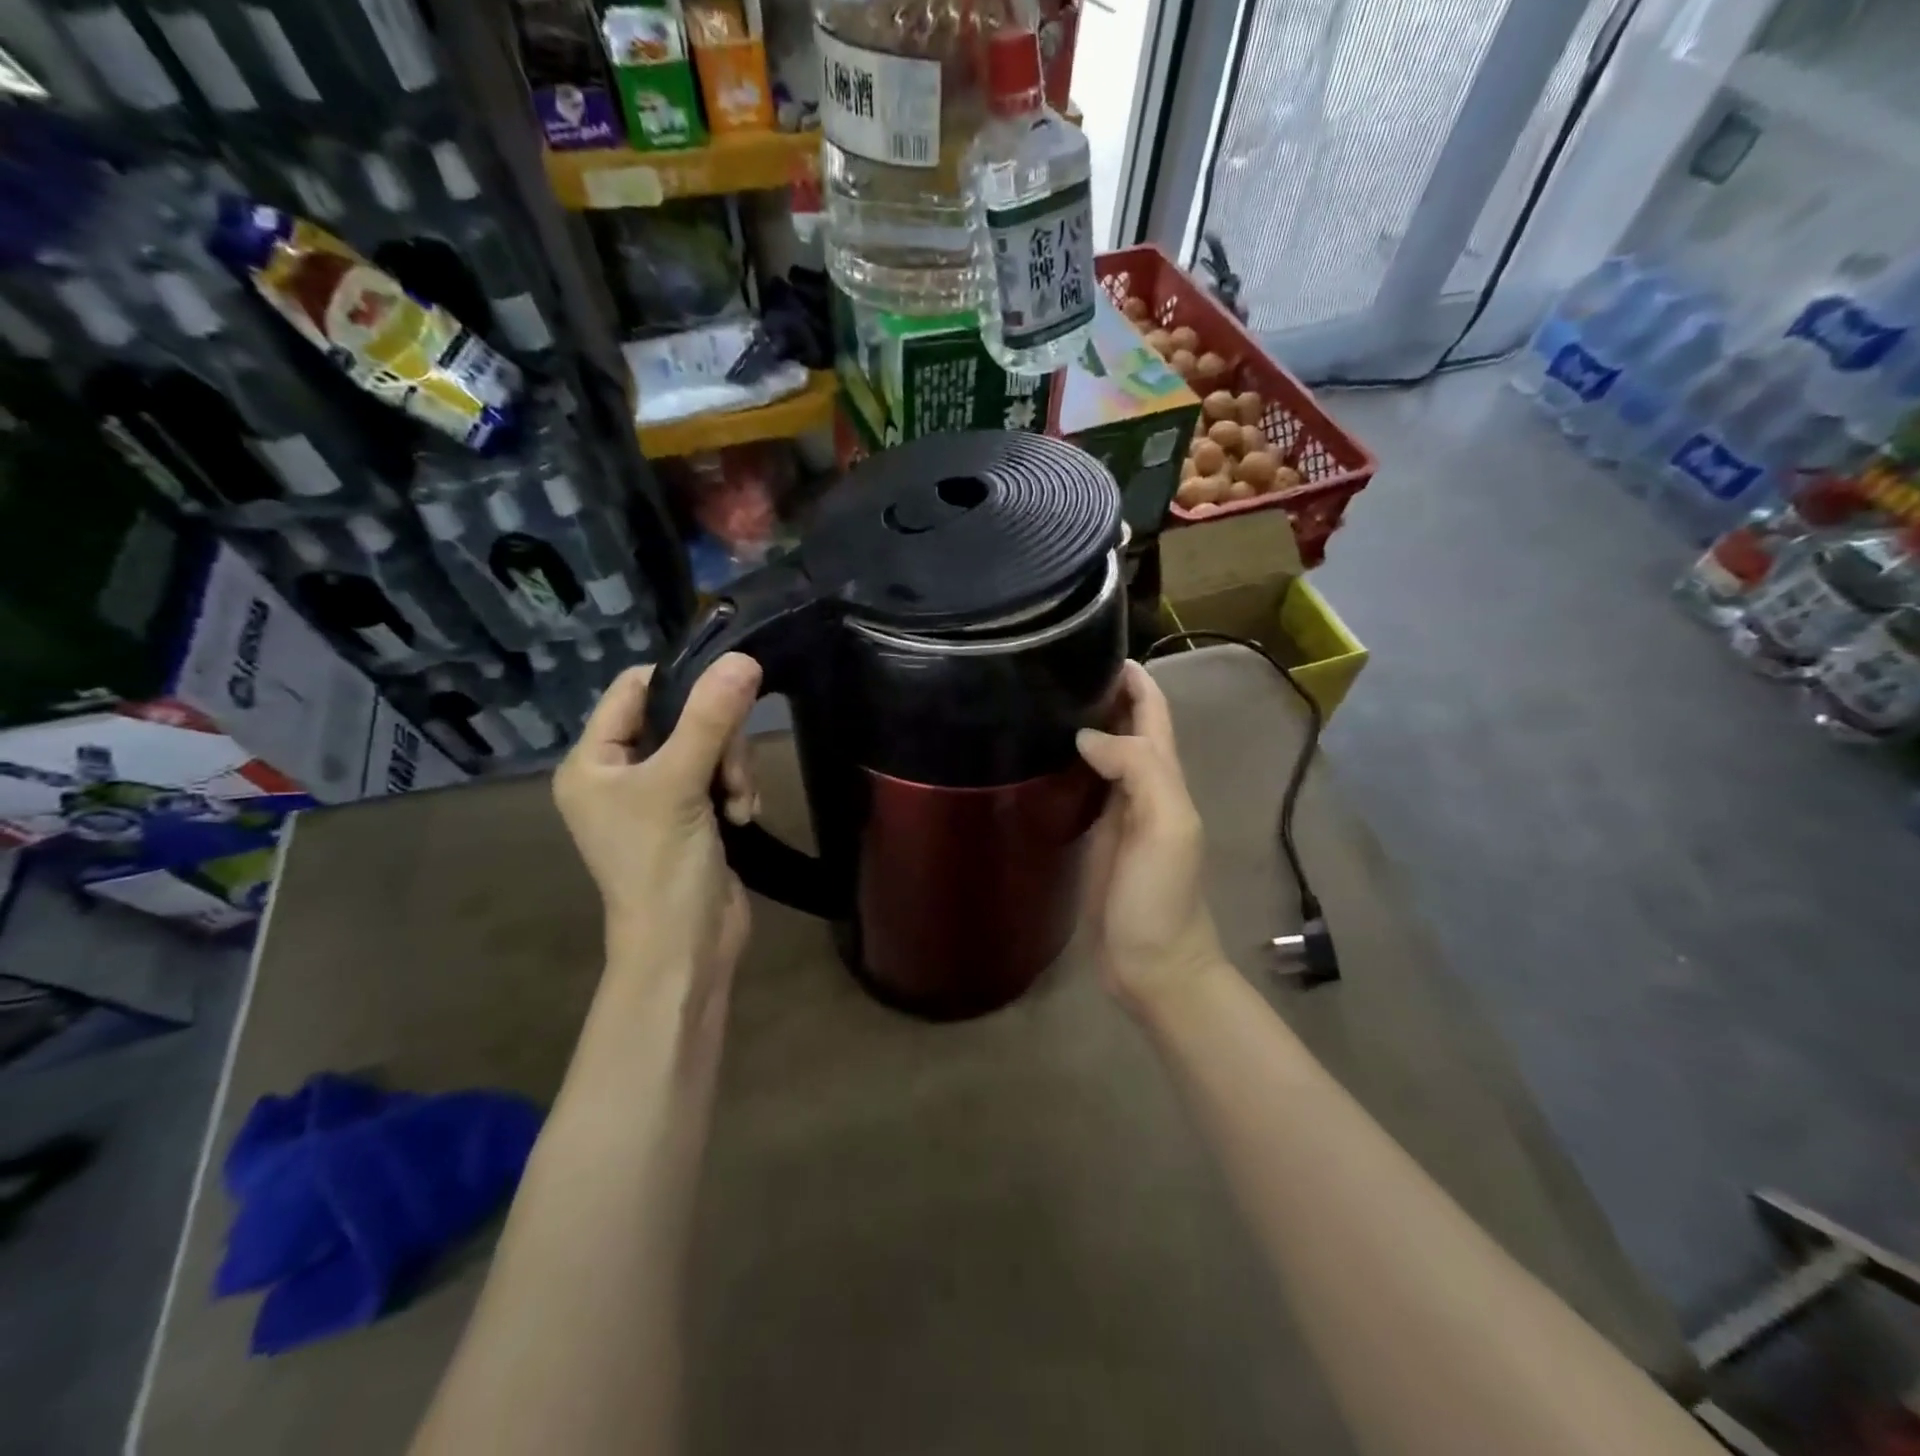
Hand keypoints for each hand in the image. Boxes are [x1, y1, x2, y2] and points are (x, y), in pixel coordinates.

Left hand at [552, 654, 761, 985]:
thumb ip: (711, 719)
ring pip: (710, 746)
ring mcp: (659, 796)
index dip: (681, 682)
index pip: (634, 690)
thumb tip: (743, 658)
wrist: (686, 948)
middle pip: (681, 717)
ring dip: (734, 769)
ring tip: (740, 805)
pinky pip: (722, 776)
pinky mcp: (693, 815)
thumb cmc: (663, 865)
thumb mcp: (681, 783)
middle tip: (733, 773)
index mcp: (593, 761)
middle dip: (719, 741)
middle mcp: (621, 774)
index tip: (728, 690)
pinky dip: (739, 790)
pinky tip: (744, 816)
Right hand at [1076, 660, 1225, 1016]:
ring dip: (1086, 723)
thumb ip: (1139, 770)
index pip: (1153, 713)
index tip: (1096, 647)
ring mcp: (1119, 813)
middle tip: (1056, 668)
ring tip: (1043, 700)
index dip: (1135, 679)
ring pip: (1105, 753)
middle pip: (1128, 727)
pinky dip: (1070, 762)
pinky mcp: (1097, 837)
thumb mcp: (1166, 826)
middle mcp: (1144, 787)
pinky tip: (1041, 756)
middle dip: (1104, 693)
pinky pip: (1086, 786)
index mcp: (1165, 778)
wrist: (1152, 965)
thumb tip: (1088, 735)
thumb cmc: (1162, 897)